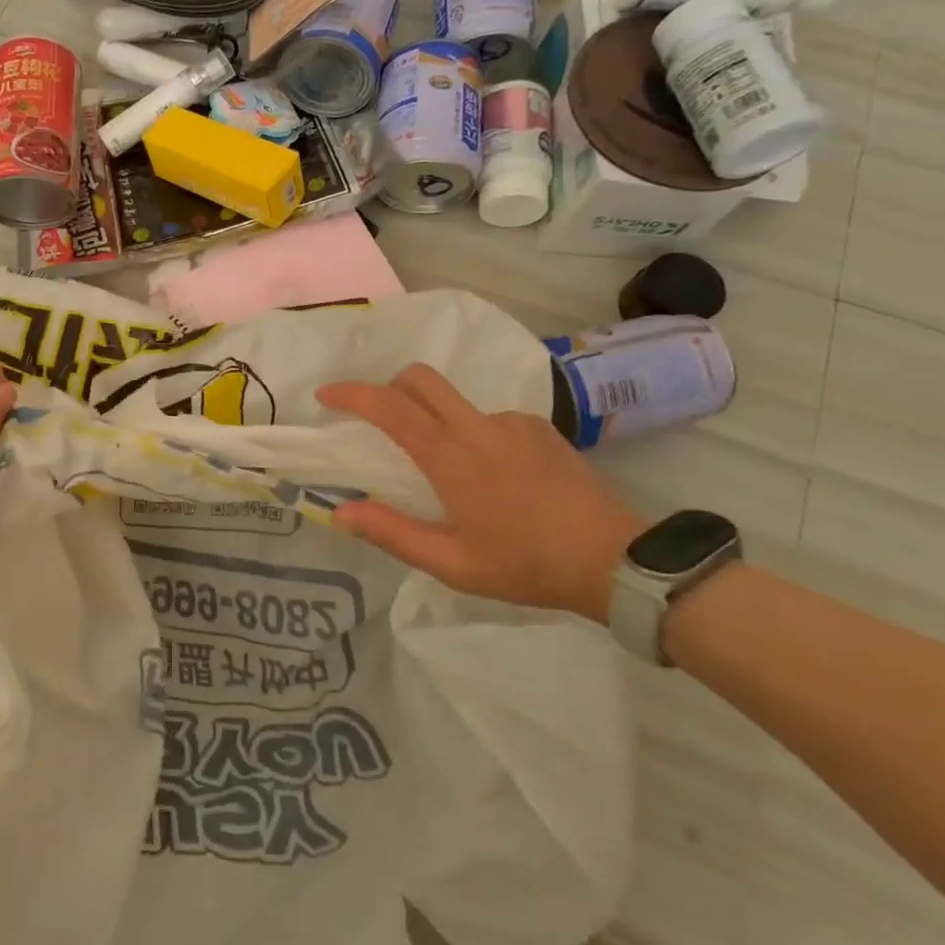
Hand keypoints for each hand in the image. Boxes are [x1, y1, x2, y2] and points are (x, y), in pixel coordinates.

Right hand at [315, 364, 642, 621]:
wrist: (617, 560)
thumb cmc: (526, 565)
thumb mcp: (452, 564)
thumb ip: (392, 533)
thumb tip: (340, 512)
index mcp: (451, 457)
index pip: (391, 407)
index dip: (352, 394)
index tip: (326, 395)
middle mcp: (479, 427)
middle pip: (421, 379)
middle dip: (389, 387)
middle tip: (378, 419)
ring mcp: (514, 423)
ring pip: (455, 400)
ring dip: (433, 417)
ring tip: (446, 469)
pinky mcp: (540, 429)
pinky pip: (489, 418)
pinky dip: (472, 433)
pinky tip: (492, 476)